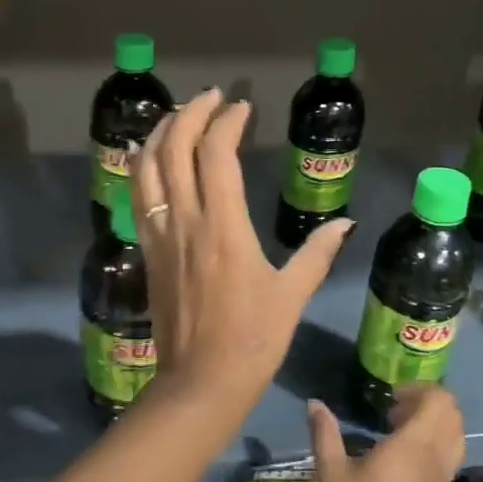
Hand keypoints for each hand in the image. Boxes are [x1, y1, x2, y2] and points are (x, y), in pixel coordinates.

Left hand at [130, 88, 351, 402]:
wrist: (200, 383)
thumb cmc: (252, 340)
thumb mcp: (291, 295)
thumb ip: (317, 254)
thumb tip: (345, 224)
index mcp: (223, 227)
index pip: (217, 154)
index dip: (228, 122)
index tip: (243, 107)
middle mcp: (185, 221)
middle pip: (175, 149)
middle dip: (192, 113)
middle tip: (212, 98)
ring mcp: (160, 235)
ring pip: (147, 168)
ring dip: (160, 133)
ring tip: (180, 115)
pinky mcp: (147, 251)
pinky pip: (137, 196)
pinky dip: (140, 166)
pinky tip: (146, 154)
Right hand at [307, 389, 464, 481]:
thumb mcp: (331, 475)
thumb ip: (325, 434)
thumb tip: (315, 404)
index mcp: (414, 447)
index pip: (440, 401)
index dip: (419, 390)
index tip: (389, 398)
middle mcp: (435, 461)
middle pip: (453, 417)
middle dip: (428, 405)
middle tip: (393, 412)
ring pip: (454, 441)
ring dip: (433, 428)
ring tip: (396, 434)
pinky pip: (446, 463)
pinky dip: (432, 451)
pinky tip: (397, 465)